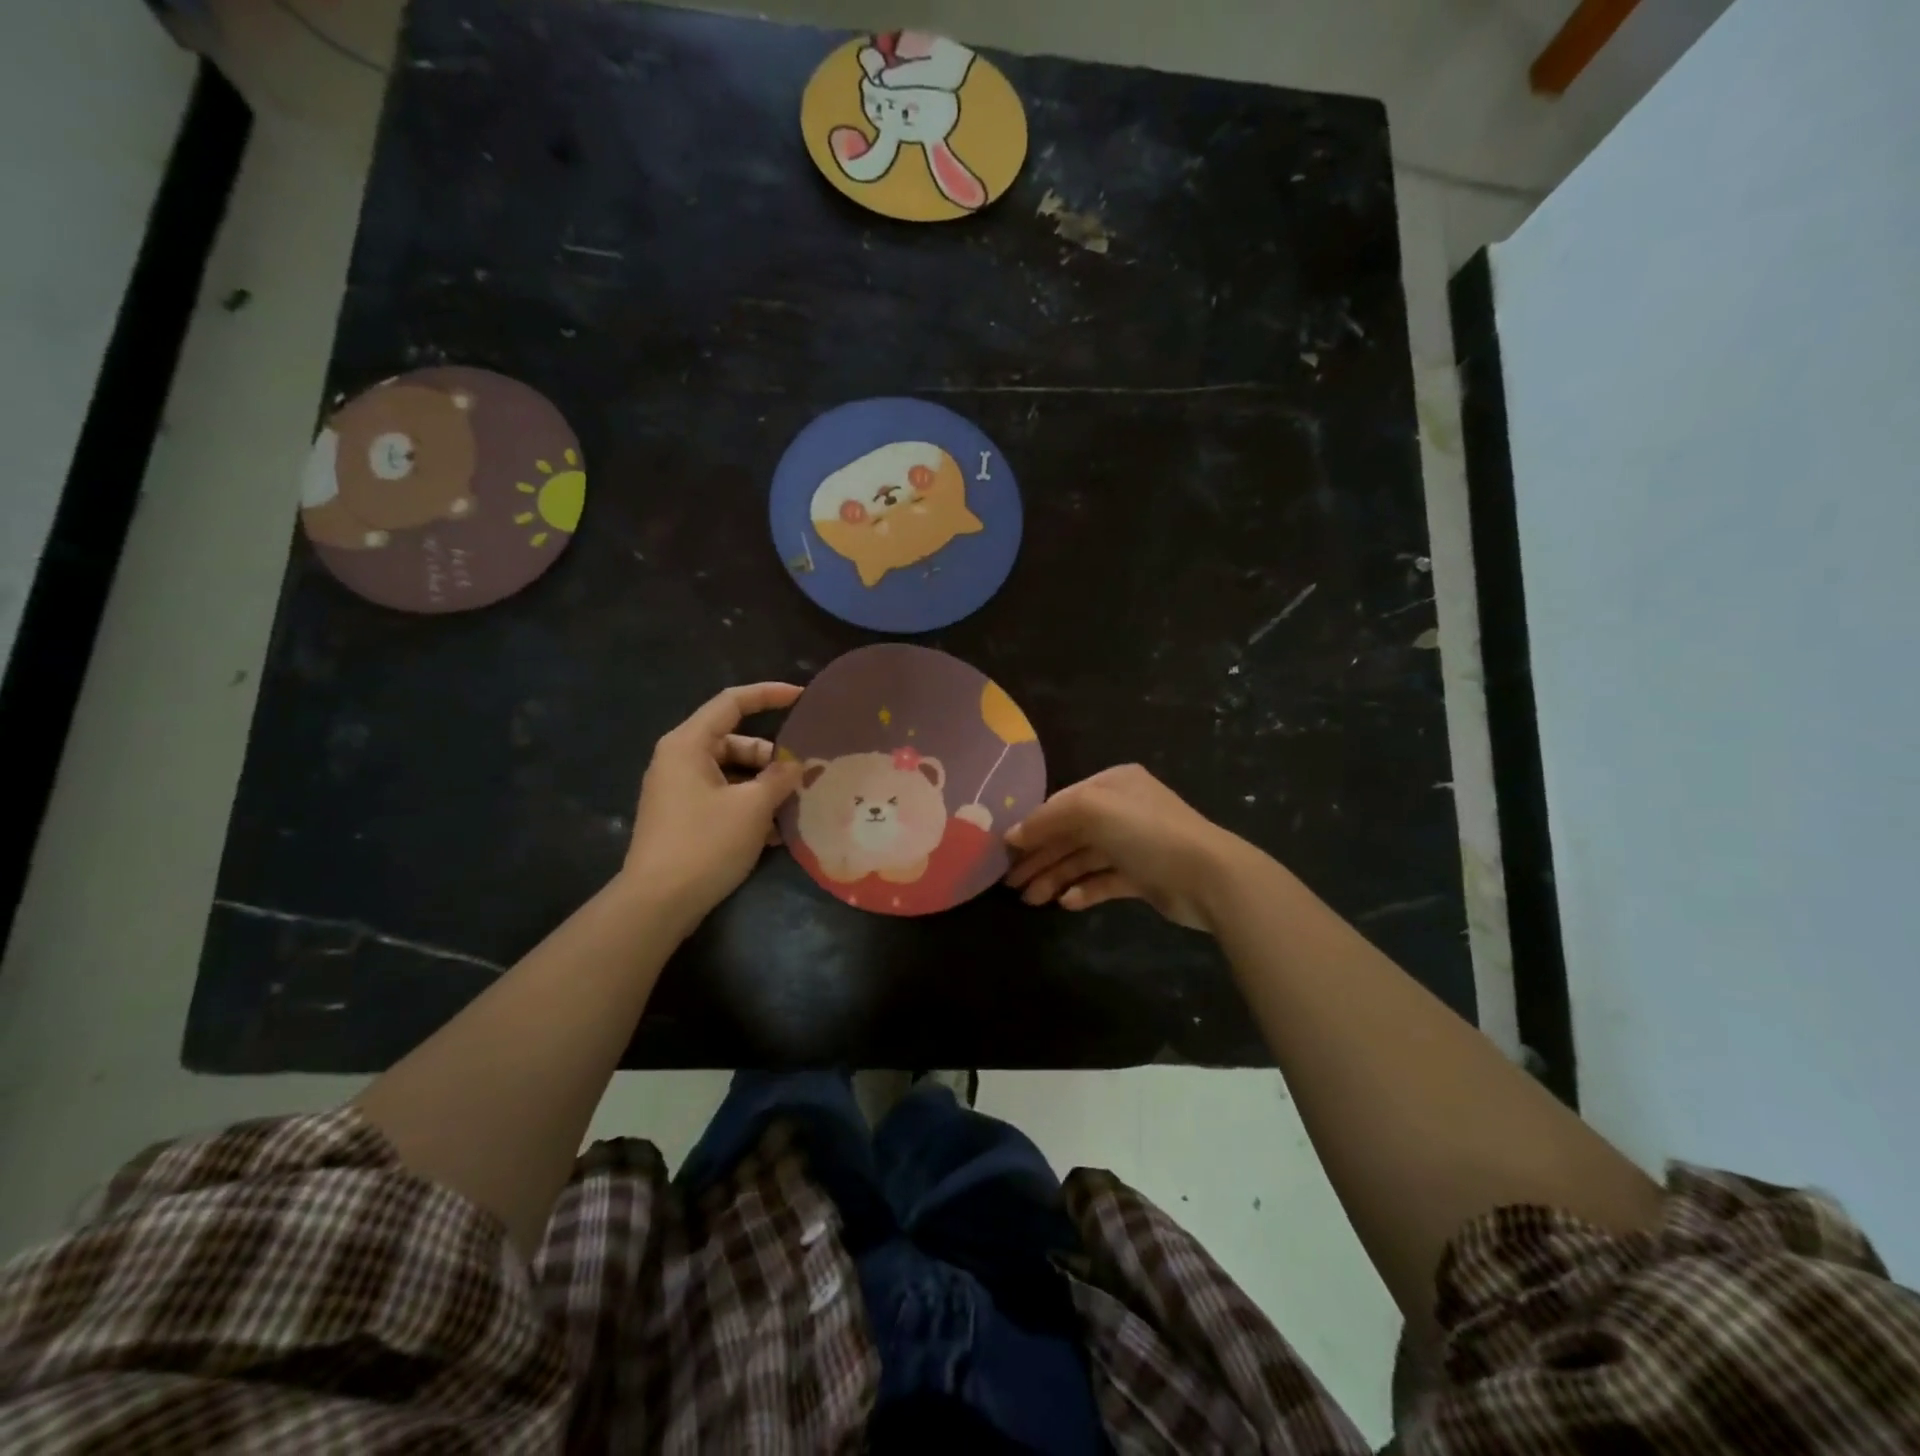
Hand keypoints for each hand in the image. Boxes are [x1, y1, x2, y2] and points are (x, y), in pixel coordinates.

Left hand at [621, 683, 803, 933]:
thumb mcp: (753, 807)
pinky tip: (777, 832)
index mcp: (689, 744)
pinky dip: (749, 806)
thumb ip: (780, 778)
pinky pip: (723, 797)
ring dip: (765, 786)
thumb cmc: (705, 843)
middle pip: (735, 741)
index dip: (769, 694)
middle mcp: (680, 759)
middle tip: (805, 774)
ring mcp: (679, 790)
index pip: (732, 702)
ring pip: (733, 773)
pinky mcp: (683, 817)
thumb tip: (798, 765)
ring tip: (796, 806)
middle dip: (773, 757)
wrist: (657, 903)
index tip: (803, 697)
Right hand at [1004, 765, 1243, 931]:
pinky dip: (1084, 890)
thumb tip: (1014, 835)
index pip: (1061, 804)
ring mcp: (1134, 844)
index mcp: (1112, 785)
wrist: (1208, 876)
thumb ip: (1049, 818)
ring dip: (1056, 877)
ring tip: (1032, 900)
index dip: (1033, 827)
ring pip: (1084, 859)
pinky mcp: (1143, 876)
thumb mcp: (1092, 809)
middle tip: (1011, 884)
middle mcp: (1122, 810)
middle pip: (1070, 833)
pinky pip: (1104, 880)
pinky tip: (1067, 902)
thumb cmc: (1146, 832)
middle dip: (1040, 857)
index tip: (1005, 852)